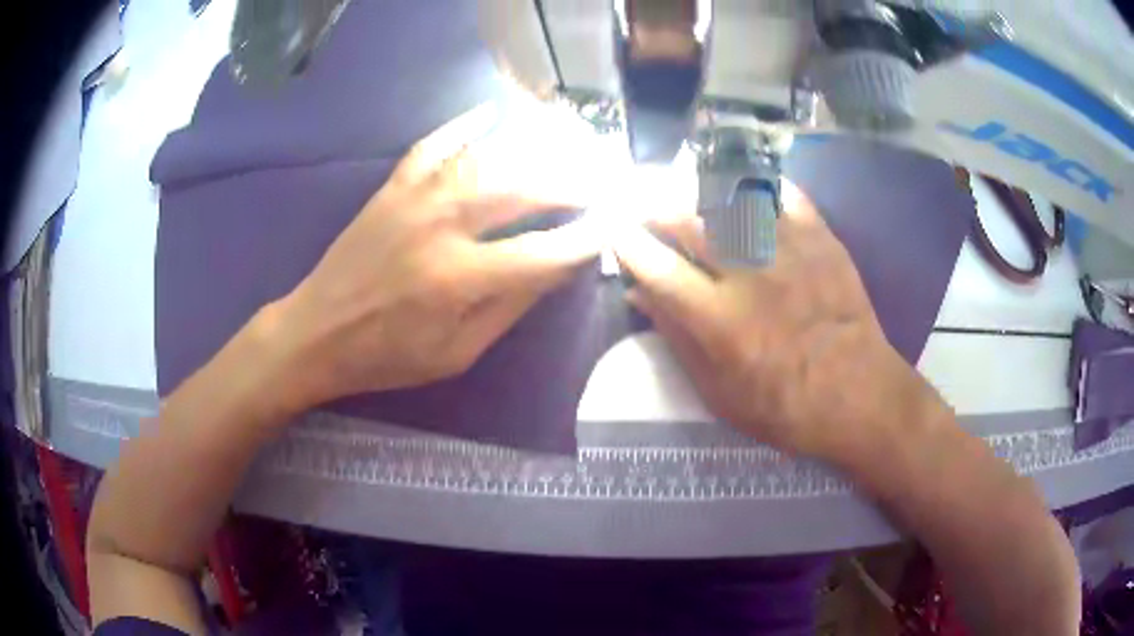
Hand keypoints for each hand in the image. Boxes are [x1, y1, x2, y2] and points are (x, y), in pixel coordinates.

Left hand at [263, 104, 605, 411]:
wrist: (315, 333)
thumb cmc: (387, 356)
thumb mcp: (456, 353)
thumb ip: (510, 308)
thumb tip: (558, 268)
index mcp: (458, 279)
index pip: (543, 252)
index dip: (586, 238)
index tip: (616, 225)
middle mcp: (441, 226)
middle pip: (522, 189)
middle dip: (573, 183)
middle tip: (602, 180)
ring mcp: (414, 198)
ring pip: (486, 157)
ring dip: (534, 149)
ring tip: (568, 147)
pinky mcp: (392, 187)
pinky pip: (433, 144)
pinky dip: (464, 125)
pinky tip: (491, 112)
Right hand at [613, 181, 930, 461]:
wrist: (857, 394)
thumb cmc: (783, 407)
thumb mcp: (718, 392)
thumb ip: (677, 339)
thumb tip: (639, 295)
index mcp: (717, 319)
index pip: (655, 266)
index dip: (626, 242)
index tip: (614, 229)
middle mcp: (747, 273)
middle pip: (686, 219)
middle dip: (653, 206)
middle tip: (643, 204)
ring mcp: (787, 249)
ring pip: (729, 197)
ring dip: (698, 190)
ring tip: (688, 192)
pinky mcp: (820, 237)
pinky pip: (783, 193)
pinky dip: (758, 186)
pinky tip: (745, 190)